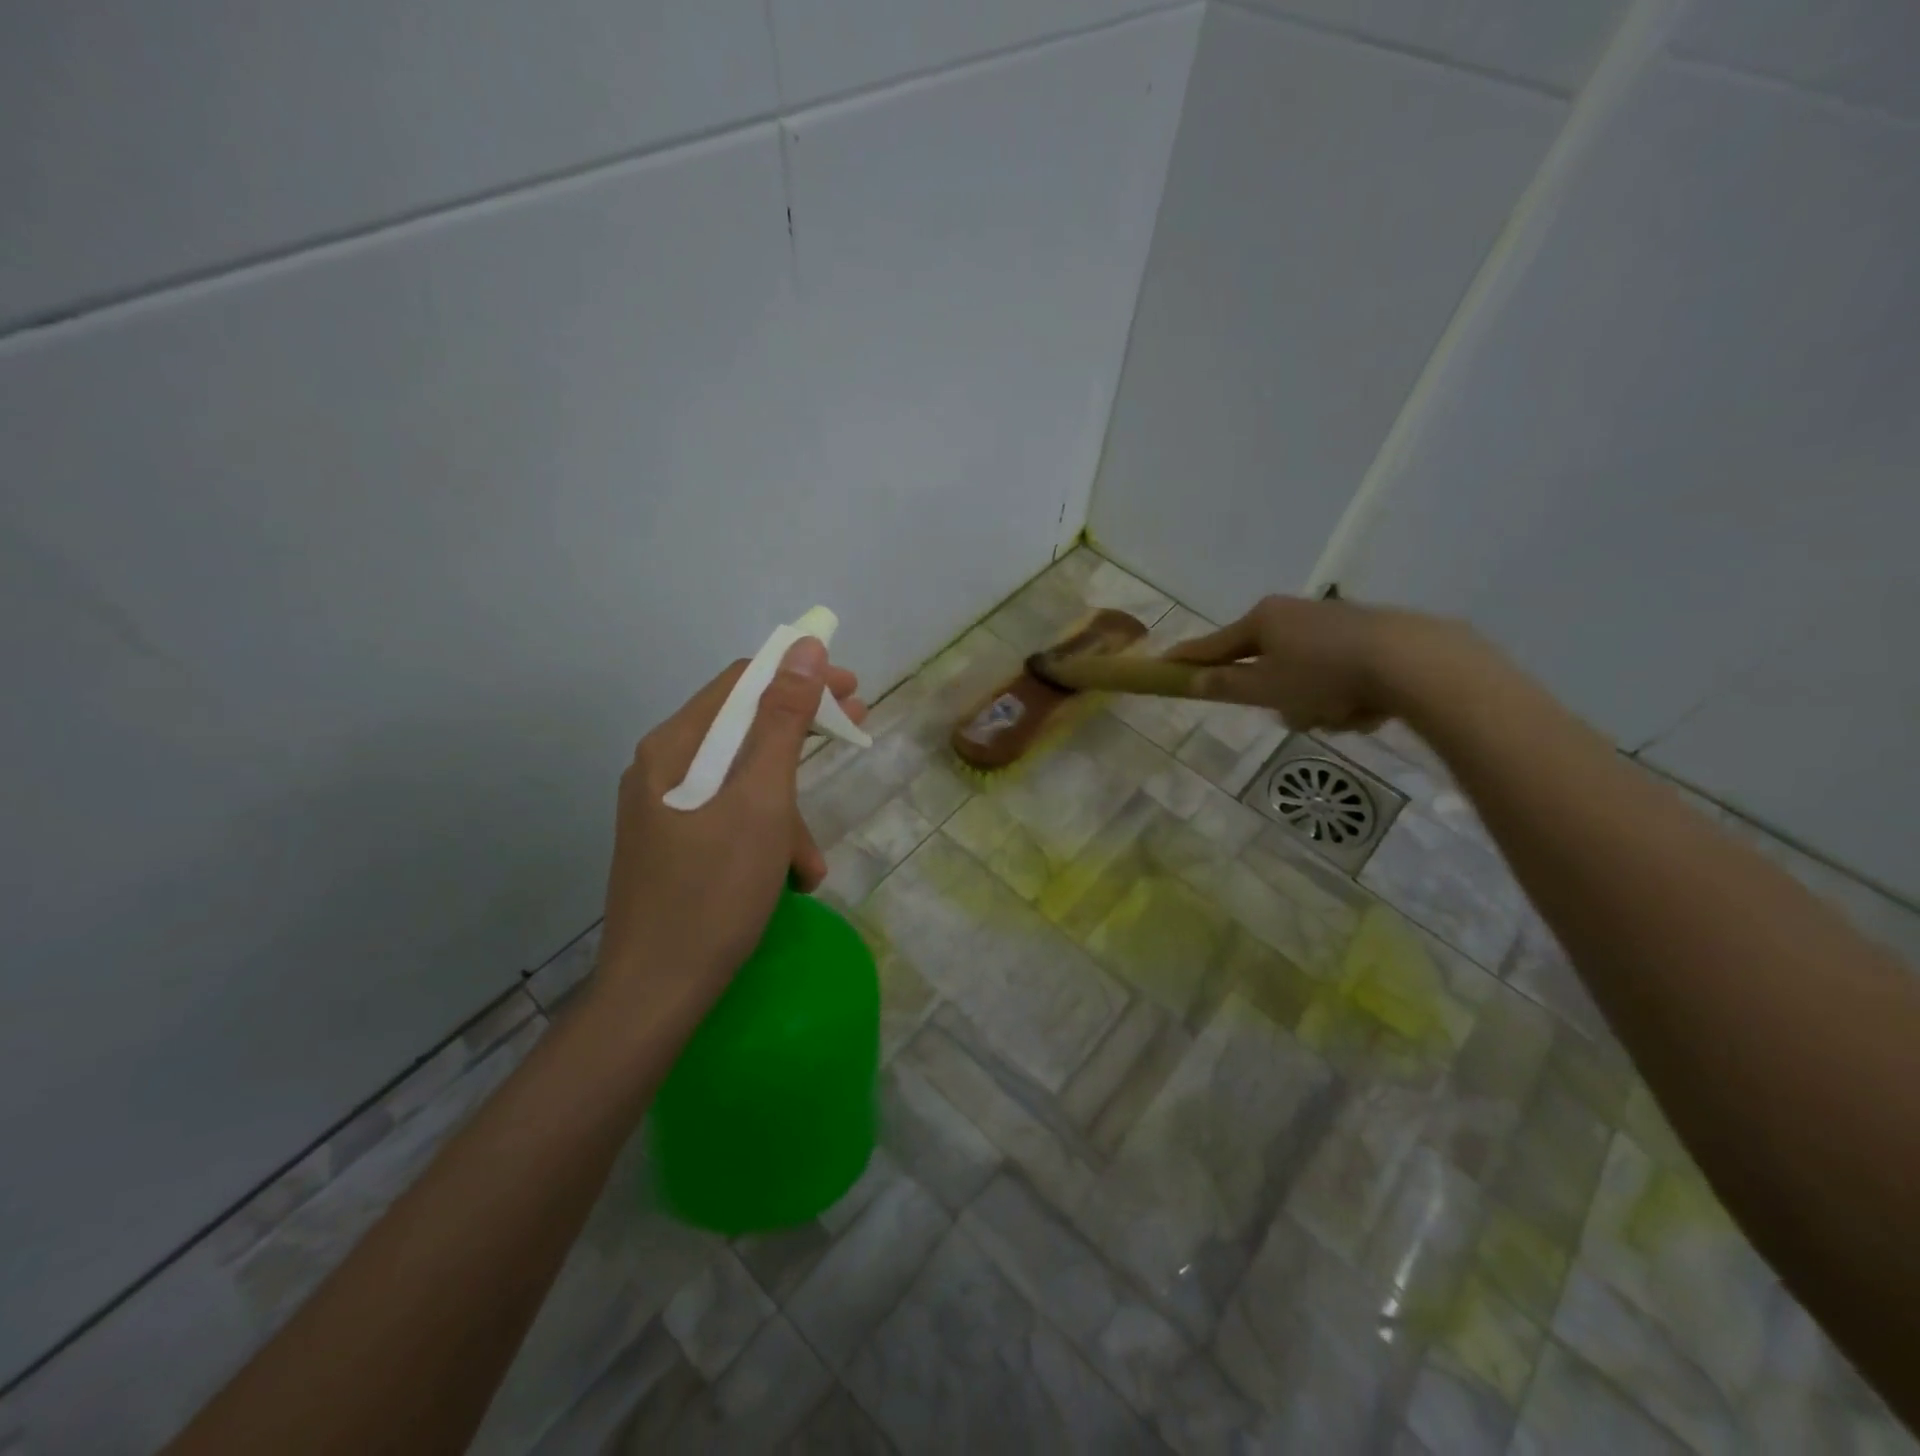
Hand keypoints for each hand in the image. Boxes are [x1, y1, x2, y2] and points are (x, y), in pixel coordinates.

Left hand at [593, 638, 865, 1026]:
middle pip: (743, 729)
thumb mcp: (762, 801)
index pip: (742, 682)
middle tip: (856, 730)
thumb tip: (805, 647)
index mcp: (674, 747)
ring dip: (787, 811)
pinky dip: (765, 836)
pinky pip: (730, 818)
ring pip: (742, 783)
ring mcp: (664, 810)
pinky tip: (789, 878)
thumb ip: (783, 720)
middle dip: (802, 735)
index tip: (852, 689)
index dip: (800, 676)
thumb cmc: (714, 891)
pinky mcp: (673, 845)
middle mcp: (662, 768)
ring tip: (811, 863)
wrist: (656, 994)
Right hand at [1166, 594, 1459, 732]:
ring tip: (1340, 714)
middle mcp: (1294, 613)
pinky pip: (1336, 675)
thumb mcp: (1267, 688)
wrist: (1414, 662)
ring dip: (1314, 703)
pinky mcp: (1368, 636)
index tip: (1162, 664)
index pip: (1213, 644)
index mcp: (1263, 619)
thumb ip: (1226, 685)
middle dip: (1277, 696)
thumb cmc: (1325, 675)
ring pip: (1303, 676)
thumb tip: (1195, 680)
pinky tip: (1367, 707)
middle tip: (1295, 712)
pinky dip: (1344, 696)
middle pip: (1264, 664)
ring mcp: (1333, 623)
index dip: (1187, 659)